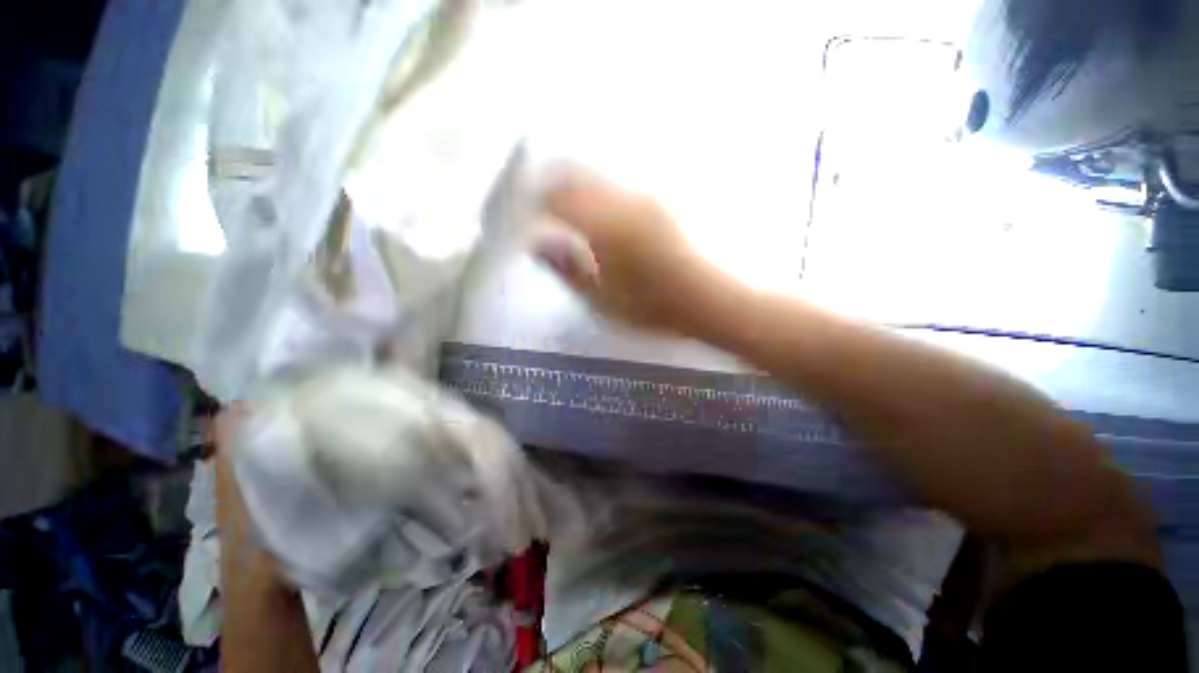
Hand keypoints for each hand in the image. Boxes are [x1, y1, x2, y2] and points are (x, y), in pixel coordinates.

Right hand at [537, 169, 716, 333]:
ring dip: (572, 183)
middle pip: (573, 173)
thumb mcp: (599, 300)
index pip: (554, 198)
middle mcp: (620, 201)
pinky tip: (595, 212)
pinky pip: (614, 185)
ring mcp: (641, 197)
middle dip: (548, 182)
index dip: (532, 202)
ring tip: (562, 206)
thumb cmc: (649, 307)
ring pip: (595, 174)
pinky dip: (594, 191)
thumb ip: (566, 270)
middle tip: (536, 202)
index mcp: (603, 227)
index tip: (522, 214)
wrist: (703, 298)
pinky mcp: (655, 202)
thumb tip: (538, 245)